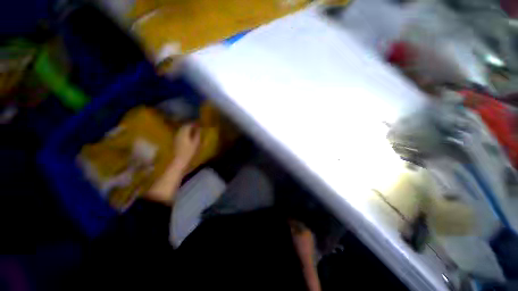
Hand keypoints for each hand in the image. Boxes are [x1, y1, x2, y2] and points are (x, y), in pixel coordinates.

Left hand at [172, 123, 200, 169]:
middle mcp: (179, 133)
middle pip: (184, 126)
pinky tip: (189, 135)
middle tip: (197, 126)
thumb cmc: (189, 152)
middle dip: (190, 125)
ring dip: (187, 129)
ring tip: (194, 130)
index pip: (188, 125)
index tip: (199, 123)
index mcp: (184, 133)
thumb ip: (197, 135)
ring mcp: (176, 137)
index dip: (194, 123)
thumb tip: (199, 129)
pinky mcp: (175, 141)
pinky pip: (180, 133)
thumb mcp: (196, 143)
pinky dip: (185, 132)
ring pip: (182, 130)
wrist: (179, 161)